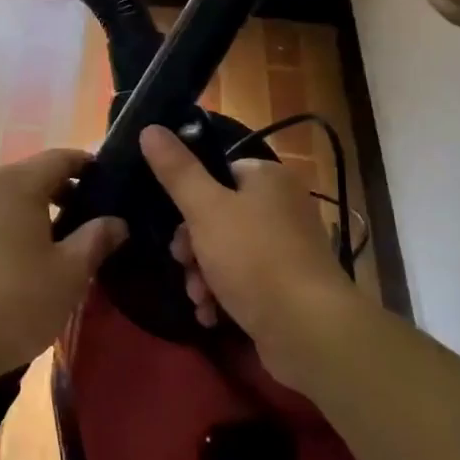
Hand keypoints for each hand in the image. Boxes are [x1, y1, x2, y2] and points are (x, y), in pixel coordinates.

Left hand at [0, 149, 125, 390]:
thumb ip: (96, 240)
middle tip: (89, 219)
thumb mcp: (69, 275)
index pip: (61, 157)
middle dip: (62, 192)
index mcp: (18, 182)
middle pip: (32, 175)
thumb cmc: (15, 303)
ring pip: (7, 198)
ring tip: (57, 243)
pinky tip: (20, 261)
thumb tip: (117, 222)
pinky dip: (9, 227)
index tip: (109, 183)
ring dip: (34, 212)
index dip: (88, 166)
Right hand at [139, 125, 366, 391]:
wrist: (309, 331)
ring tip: (199, 297)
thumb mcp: (206, 209)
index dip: (191, 198)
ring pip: (227, 252)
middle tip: (184, 264)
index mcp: (269, 178)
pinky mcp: (288, 287)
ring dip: (203, 275)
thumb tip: (151, 128)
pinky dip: (224, 295)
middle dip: (193, 246)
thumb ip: (177, 170)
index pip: (219, 172)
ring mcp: (288, 249)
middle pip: (219, 215)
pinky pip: (245, 281)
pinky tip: (211, 315)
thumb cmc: (254, 258)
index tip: (174, 225)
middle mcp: (283, 207)